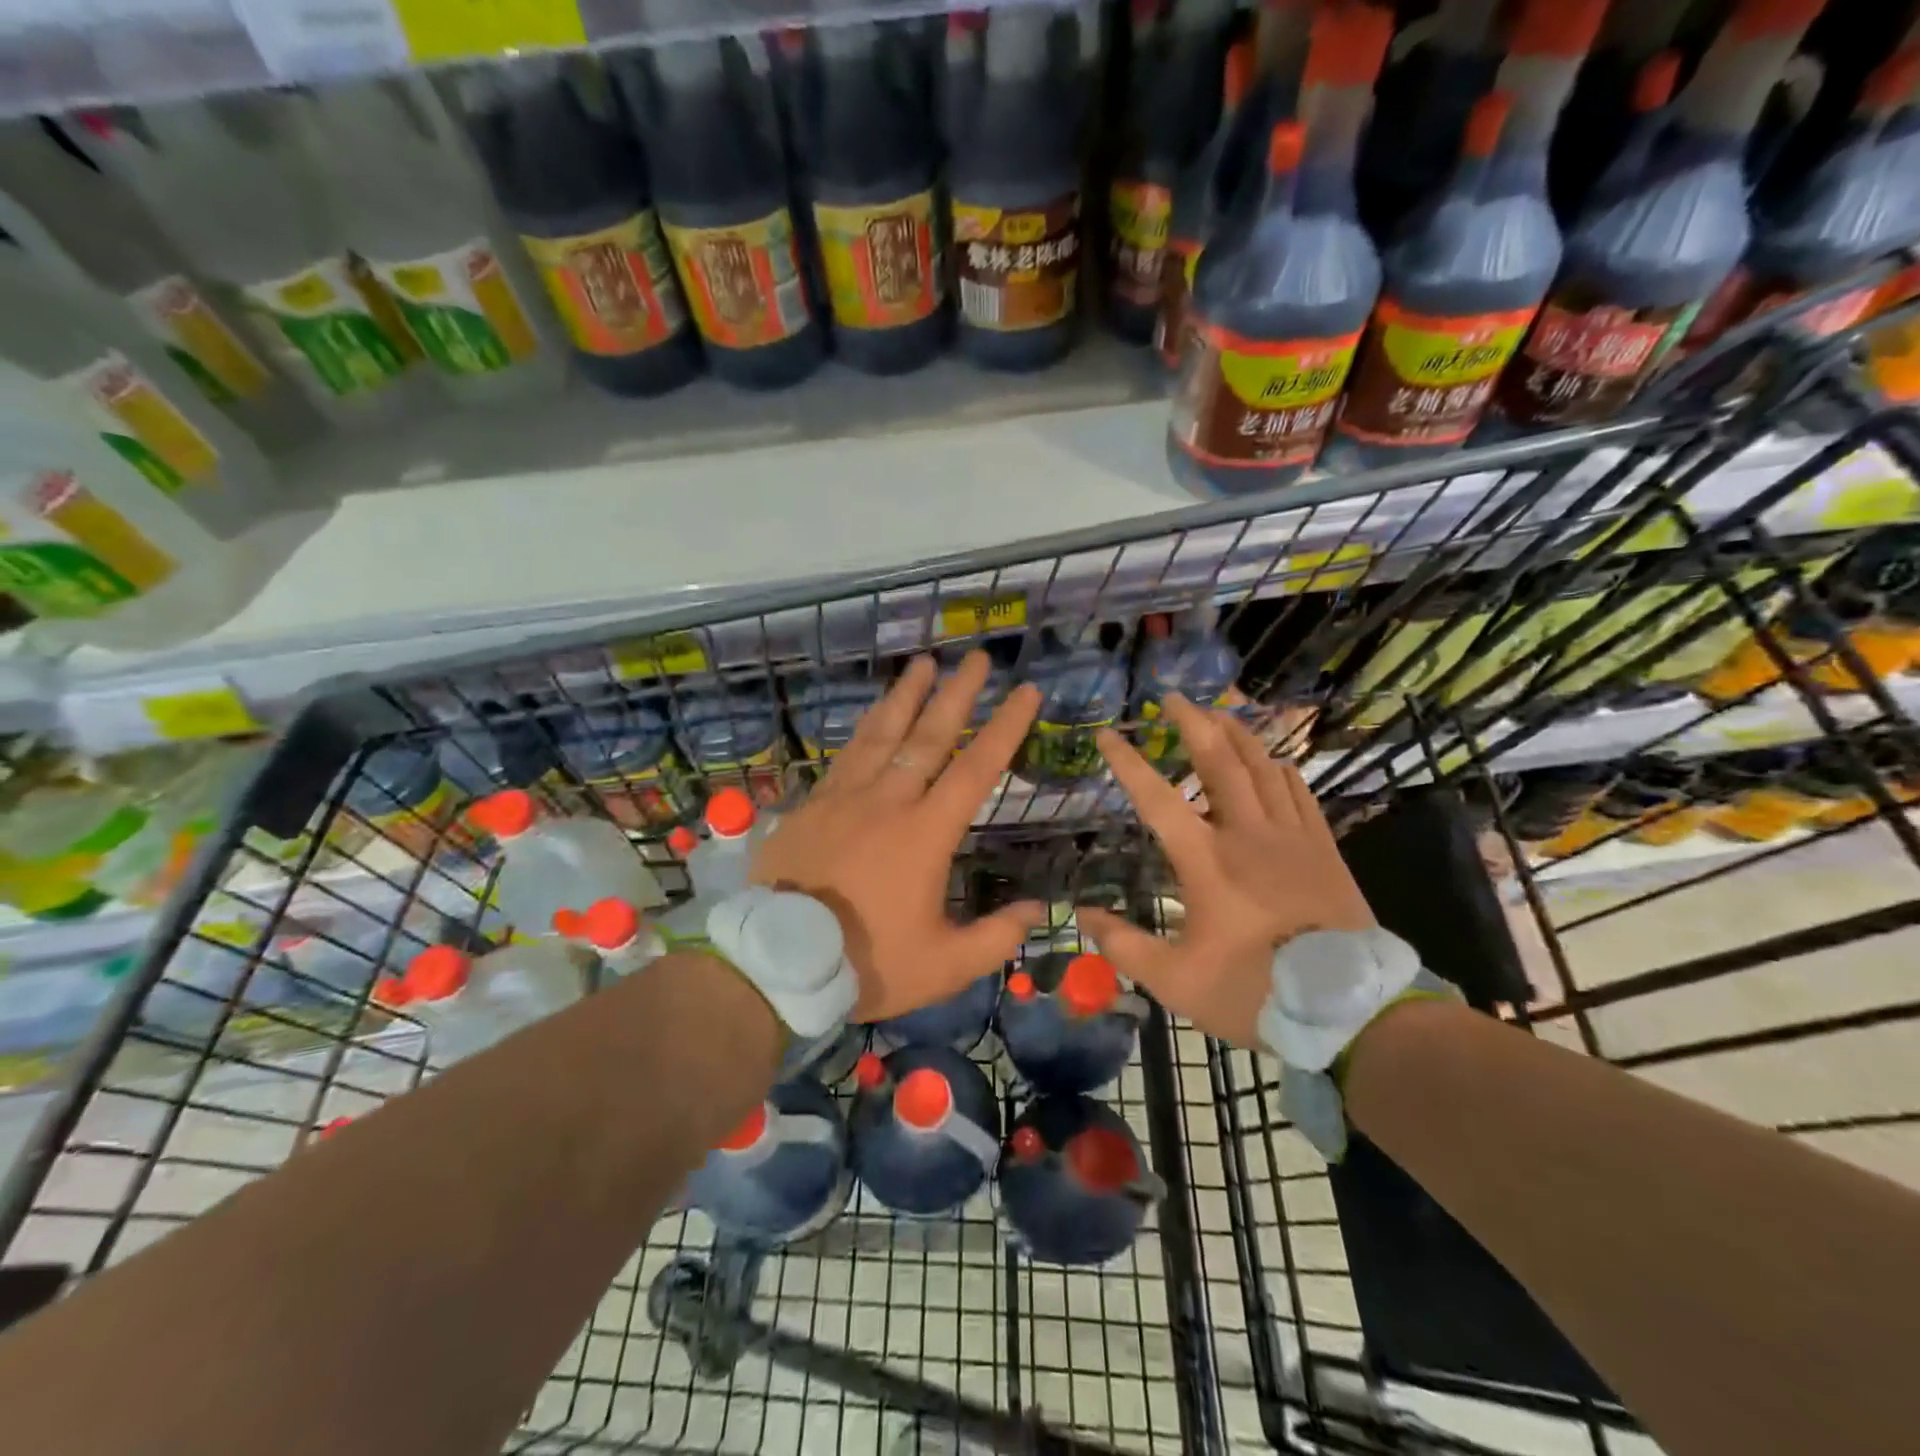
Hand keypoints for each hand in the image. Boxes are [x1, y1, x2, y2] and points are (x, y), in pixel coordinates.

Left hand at [752, 651, 1044, 1021]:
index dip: (1006, 727)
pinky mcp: (812, 805)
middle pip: (930, 735)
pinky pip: (846, 754)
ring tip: (924, 663)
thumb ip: (995, 937)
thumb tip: (1037, 909)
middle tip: (976, 657)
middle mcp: (889, 801)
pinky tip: (872, 713)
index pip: (977, 768)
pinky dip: (865, 727)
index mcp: (926, 833)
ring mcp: (845, 797)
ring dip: (907, 695)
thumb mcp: (943, 966)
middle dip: (958, 693)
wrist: (776, 962)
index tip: (1026, 691)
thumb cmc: (866, 962)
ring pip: (882, 733)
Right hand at [1077, 695, 1375, 1048]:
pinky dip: (1281, 770)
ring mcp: (1292, 838)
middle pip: (1218, 762)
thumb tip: (1083, 914)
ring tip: (1217, 714)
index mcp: (1207, 861)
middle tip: (1173, 698)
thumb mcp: (1176, 981)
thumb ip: (1124, 945)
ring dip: (1237, 736)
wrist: (1352, 1012)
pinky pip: (1300, 793)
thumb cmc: (1255, 993)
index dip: (1128, 763)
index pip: (1157, 798)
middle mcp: (1248, 835)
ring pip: (1262, 768)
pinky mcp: (1324, 850)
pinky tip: (1272, 762)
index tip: (1106, 734)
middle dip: (1192, 724)